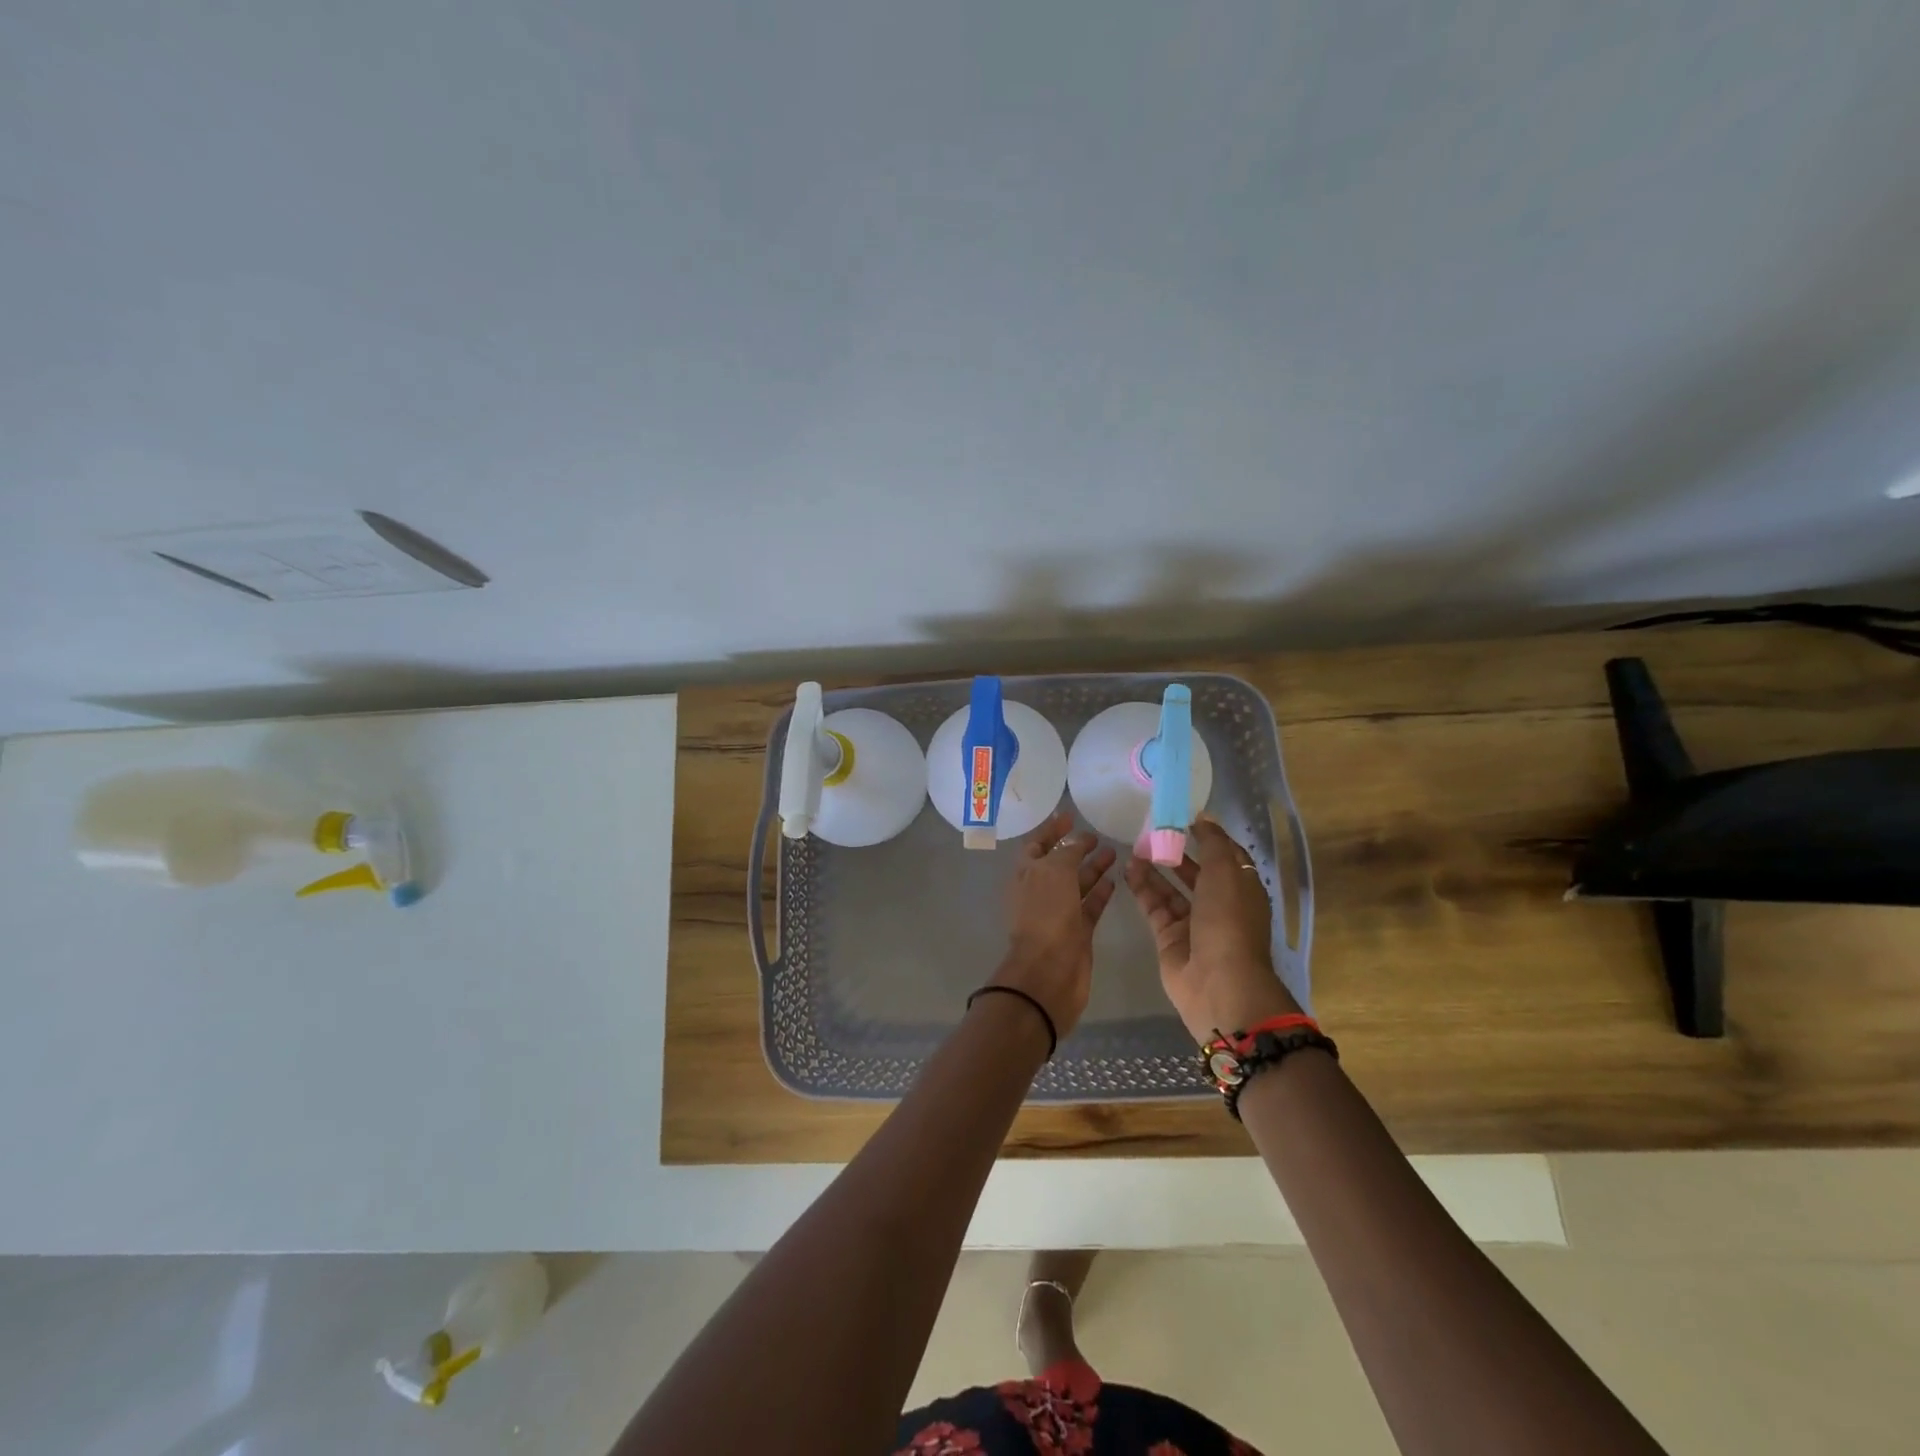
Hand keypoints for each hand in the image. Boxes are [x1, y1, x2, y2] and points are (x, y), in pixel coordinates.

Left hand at [990, 810, 1118, 1042]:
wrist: (1049, 972)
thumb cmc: (1046, 916)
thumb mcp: (1054, 873)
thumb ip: (1067, 853)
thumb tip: (1077, 841)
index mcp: (1026, 874)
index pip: (1037, 844)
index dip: (1052, 830)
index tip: (1070, 817)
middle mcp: (1040, 892)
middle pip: (1059, 864)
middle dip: (1076, 849)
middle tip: (1099, 836)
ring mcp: (1059, 913)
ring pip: (1077, 884)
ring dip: (1093, 868)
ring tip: (1114, 853)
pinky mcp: (1077, 932)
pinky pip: (1089, 906)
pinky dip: (1101, 893)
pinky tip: (1116, 880)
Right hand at [1125, 816, 1299, 1043]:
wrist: (1218, 983)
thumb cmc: (1228, 921)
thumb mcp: (1226, 873)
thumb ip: (1213, 843)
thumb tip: (1203, 817)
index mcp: (1242, 889)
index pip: (1226, 856)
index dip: (1208, 836)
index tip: (1184, 817)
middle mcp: (1220, 905)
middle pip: (1197, 872)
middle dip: (1177, 852)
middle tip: (1151, 830)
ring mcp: (1193, 923)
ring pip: (1172, 889)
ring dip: (1155, 868)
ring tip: (1135, 846)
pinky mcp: (1170, 937)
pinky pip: (1155, 906)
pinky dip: (1143, 888)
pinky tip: (1129, 869)